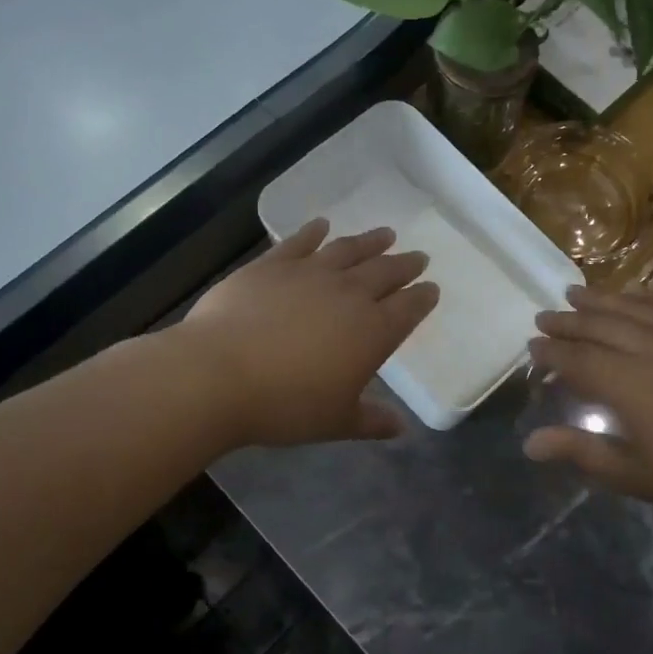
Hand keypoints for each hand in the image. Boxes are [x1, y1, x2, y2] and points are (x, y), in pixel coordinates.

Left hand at [178, 219, 437, 446]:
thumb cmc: (286, 406)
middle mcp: (349, 295)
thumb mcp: (336, 421)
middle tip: (418, 256)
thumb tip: (401, 428)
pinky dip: (313, 232)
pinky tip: (321, 225)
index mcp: (373, 332)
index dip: (423, 298)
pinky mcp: (272, 265)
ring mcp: (310, 274)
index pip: (408, 309)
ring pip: (349, 250)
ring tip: (386, 233)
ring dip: (370, 241)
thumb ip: (371, 421)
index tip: (432, 288)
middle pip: (385, 273)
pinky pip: (300, 242)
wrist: (220, 375)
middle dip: (405, 265)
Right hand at [524, 286, 652, 531]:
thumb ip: (581, 451)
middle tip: (543, 318)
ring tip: (574, 291)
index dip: (551, 354)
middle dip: (568, 321)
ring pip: (632, 308)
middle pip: (599, 325)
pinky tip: (633, 292)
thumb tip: (529, 443)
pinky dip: (644, 297)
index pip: (577, 360)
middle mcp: (652, 349)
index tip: (531, 349)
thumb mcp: (635, 475)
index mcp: (628, 384)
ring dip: (600, 299)